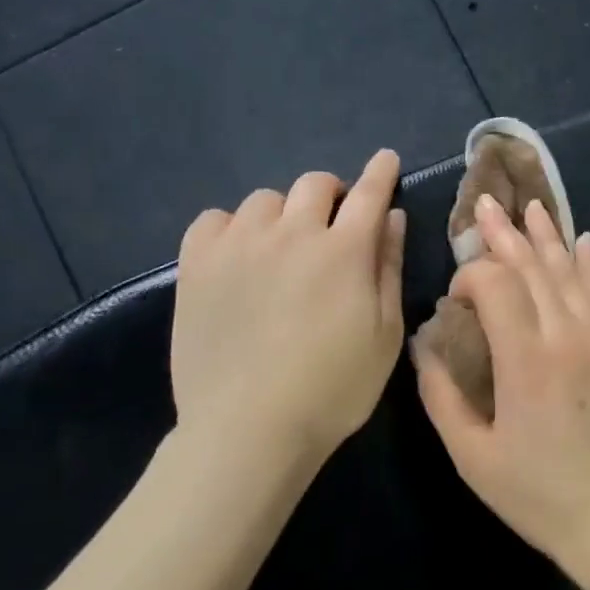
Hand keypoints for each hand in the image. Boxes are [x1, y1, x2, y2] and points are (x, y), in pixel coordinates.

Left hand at [166, 150, 406, 479]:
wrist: (249, 430)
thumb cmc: (334, 388)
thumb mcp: (384, 334)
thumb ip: (388, 269)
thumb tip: (392, 218)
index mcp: (344, 251)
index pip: (368, 193)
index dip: (380, 172)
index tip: (385, 159)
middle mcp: (291, 234)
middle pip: (314, 184)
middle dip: (332, 194)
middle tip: (333, 222)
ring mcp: (239, 246)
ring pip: (265, 199)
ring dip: (283, 213)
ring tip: (282, 246)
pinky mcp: (197, 265)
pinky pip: (215, 219)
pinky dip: (233, 227)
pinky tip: (239, 255)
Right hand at [415, 193, 589, 570]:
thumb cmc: (535, 492)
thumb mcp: (472, 455)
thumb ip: (441, 395)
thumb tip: (424, 346)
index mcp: (526, 360)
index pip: (497, 285)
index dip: (471, 275)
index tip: (454, 297)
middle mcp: (565, 335)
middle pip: (532, 266)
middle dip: (505, 234)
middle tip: (484, 203)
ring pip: (566, 271)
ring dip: (544, 235)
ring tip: (528, 205)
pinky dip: (586, 262)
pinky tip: (581, 237)